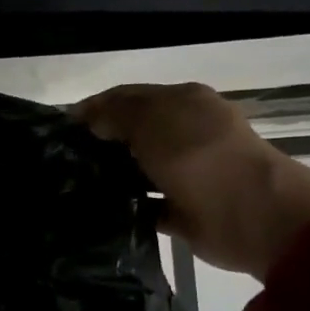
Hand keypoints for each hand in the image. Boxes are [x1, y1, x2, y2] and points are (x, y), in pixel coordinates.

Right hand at [73, 82, 309, 277]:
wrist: (251, 213)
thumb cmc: (198, 155)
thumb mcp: (152, 120)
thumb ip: (116, 114)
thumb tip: (88, 118)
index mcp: (182, 102)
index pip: (128, 97)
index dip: (93, 109)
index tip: (58, 130)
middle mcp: (184, 133)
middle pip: (132, 134)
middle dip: (98, 143)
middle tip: (59, 161)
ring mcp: (184, 172)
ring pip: (136, 170)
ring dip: (109, 176)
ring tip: (70, 188)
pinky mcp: (182, 209)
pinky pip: (144, 206)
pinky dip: (124, 209)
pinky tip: (96, 213)